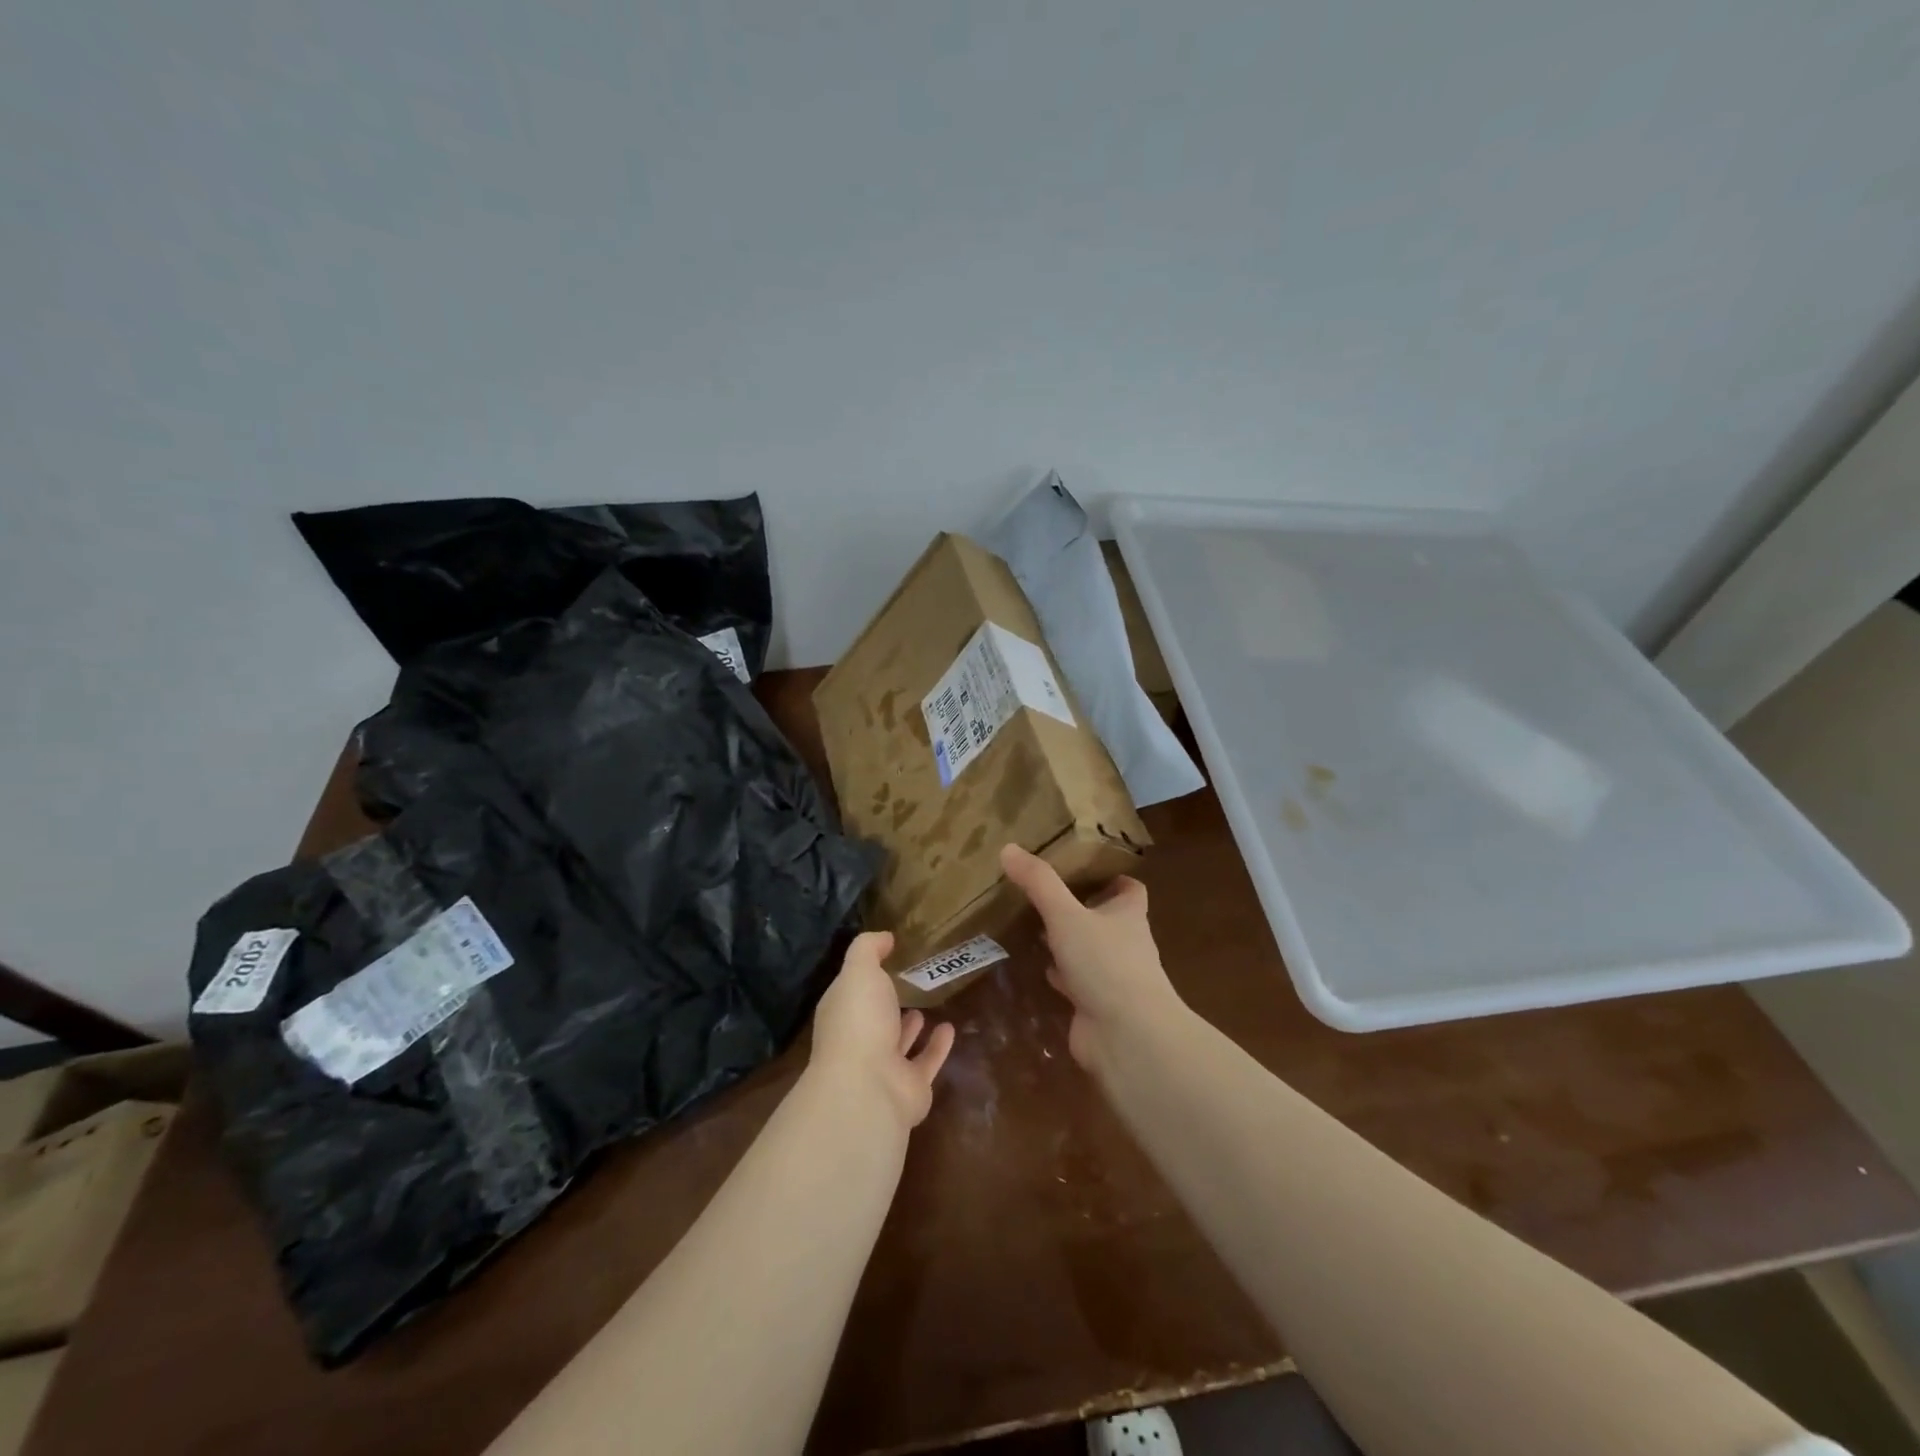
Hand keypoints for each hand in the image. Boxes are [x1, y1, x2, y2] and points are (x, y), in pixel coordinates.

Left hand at [809, 931, 955, 1128]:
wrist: (869, 1087)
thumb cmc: (859, 1021)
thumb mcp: (859, 971)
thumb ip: (869, 949)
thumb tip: (885, 937)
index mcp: (842, 1013)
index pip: (851, 991)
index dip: (866, 975)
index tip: (888, 956)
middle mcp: (859, 1041)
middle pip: (874, 1019)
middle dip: (887, 1003)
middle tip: (909, 982)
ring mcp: (884, 1067)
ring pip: (898, 1043)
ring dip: (910, 1027)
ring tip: (926, 1005)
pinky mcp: (911, 1087)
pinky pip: (926, 1062)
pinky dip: (937, 1047)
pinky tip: (950, 1028)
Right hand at [1000, 844, 1184, 1072]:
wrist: (1127, 1036)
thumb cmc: (1105, 964)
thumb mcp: (1066, 914)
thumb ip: (1039, 882)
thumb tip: (1009, 848)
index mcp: (1128, 916)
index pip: (1130, 889)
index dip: (1112, 878)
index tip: (1085, 869)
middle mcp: (1126, 944)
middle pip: (1107, 919)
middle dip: (1081, 908)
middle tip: (1045, 894)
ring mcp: (1112, 977)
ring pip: (1089, 952)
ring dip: (1068, 943)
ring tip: (1035, 927)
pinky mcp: (1097, 1005)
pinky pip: (1076, 982)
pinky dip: (1059, 975)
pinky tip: (1036, 968)